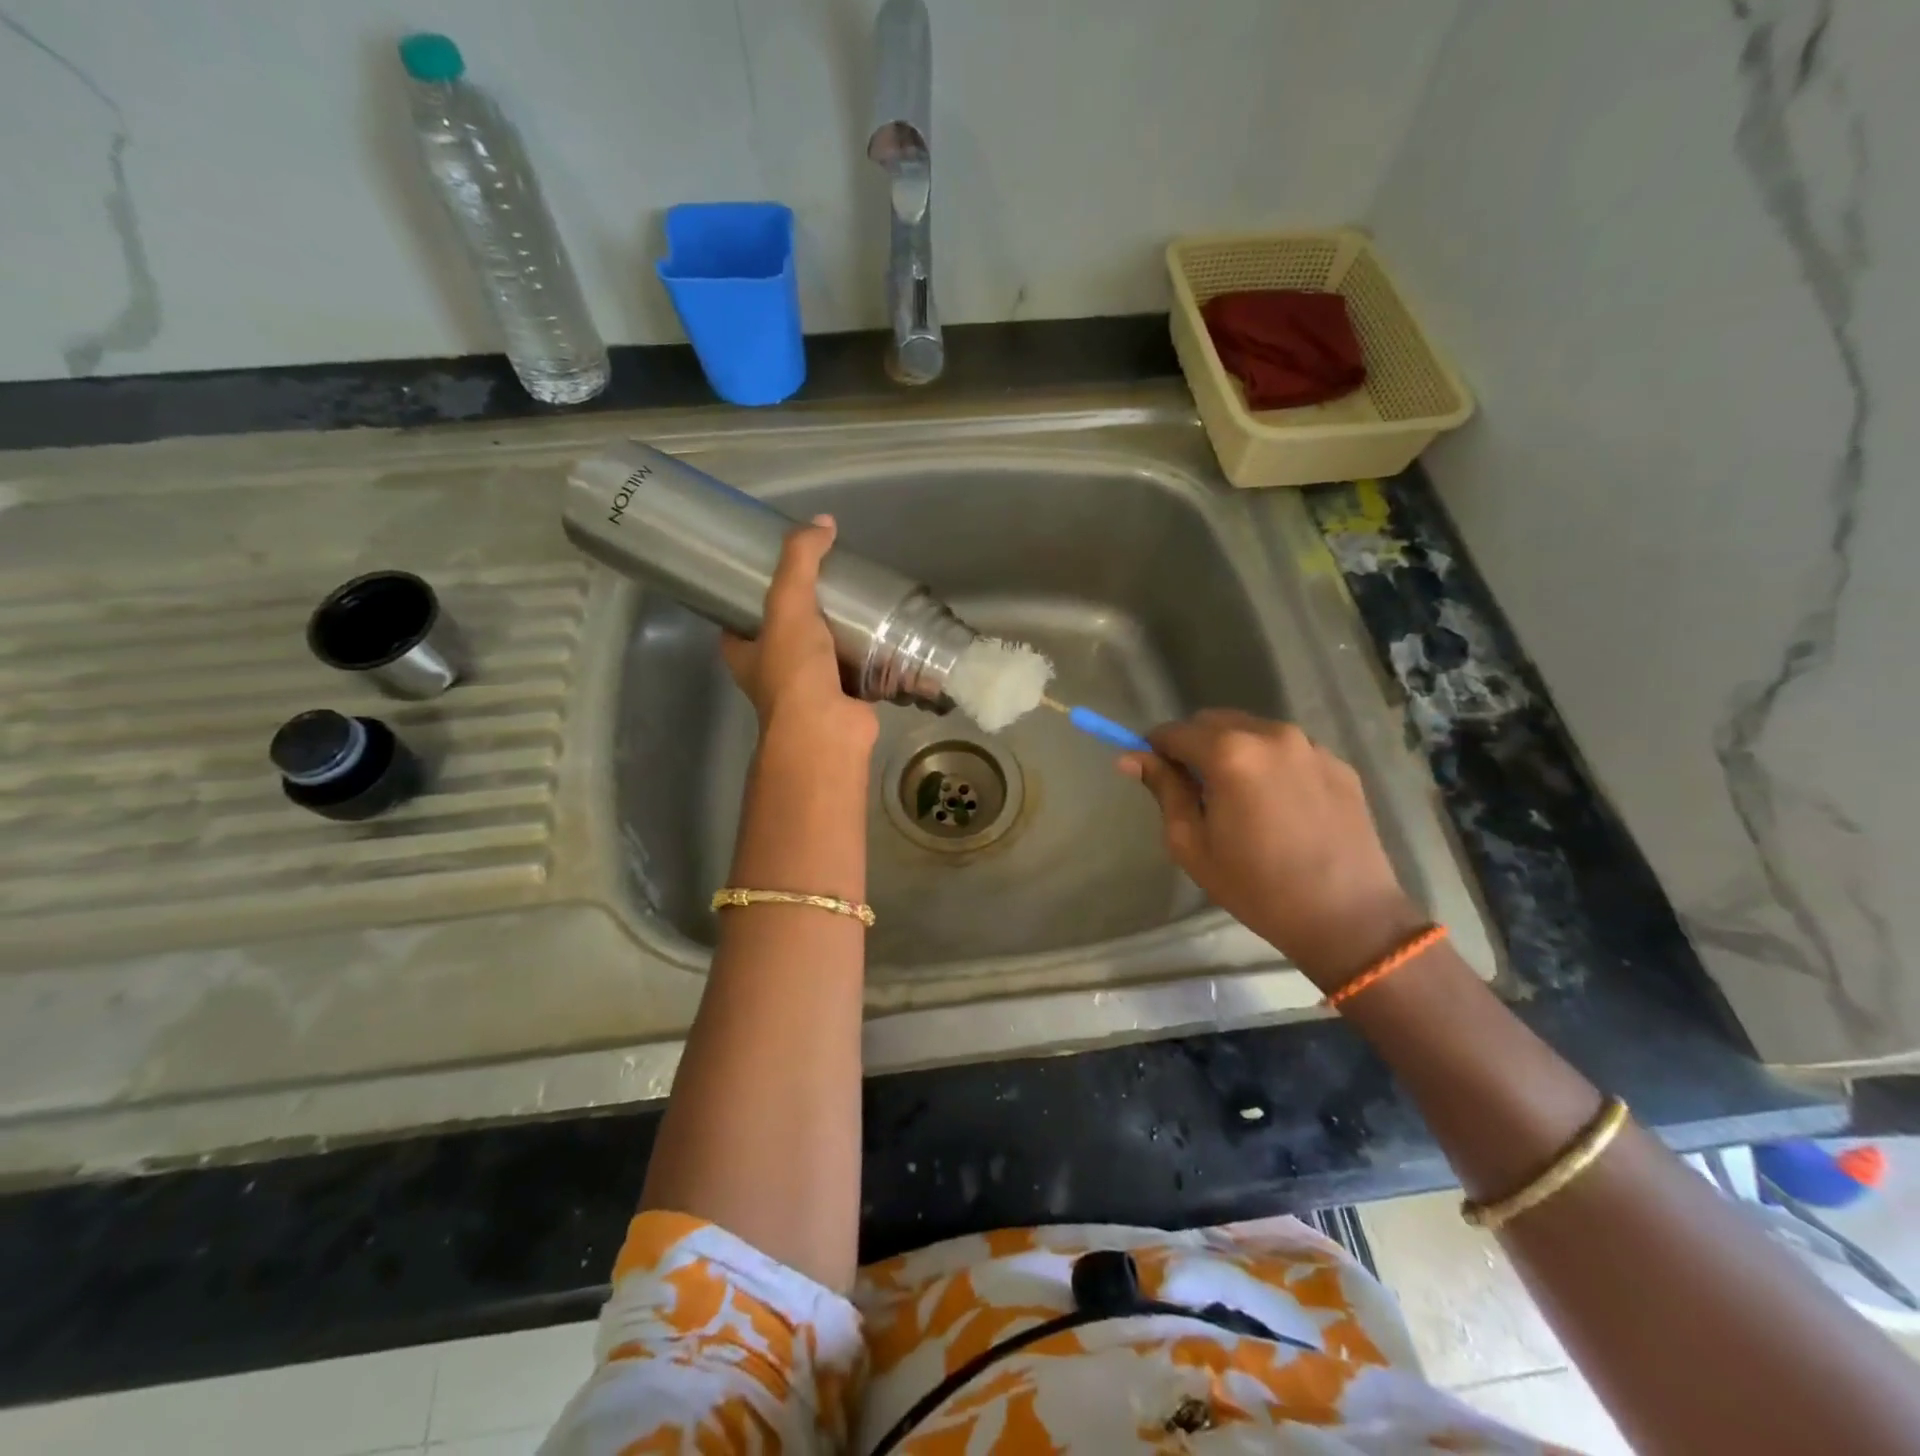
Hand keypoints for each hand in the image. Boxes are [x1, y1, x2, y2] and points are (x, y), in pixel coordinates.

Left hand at [721, 516, 877, 757]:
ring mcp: (808, 689)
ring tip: (860, 600)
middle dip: (806, 611)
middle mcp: (772, 673)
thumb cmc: (794, 670)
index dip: (754, 595)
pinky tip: (884, 632)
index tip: (777, 571)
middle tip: (829, 580)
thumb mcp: (788, 604)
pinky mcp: (843, 699)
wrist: (826, 729)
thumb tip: (823, 523)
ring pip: (823, 651)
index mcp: (744, 654)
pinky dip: (868, 654)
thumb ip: (801, 561)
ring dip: (840, 632)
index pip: (741, 618)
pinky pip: (856, 669)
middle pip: (786, 632)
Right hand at [1119, 710, 1426, 990]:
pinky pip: (1288, 750)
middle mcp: (1272, 734)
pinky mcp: (1338, 763)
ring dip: (1233, 751)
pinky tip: (1277, 805)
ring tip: (1238, 798)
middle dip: (1194, 745)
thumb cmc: (1256, 886)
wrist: (1347, 917)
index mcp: (1230, 753)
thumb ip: (1164, 790)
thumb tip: (1130, 757)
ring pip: (1253, 731)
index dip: (1156, 748)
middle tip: (1193, 789)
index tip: (1151, 772)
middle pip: (1214, 721)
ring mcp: (1310, 746)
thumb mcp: (1192, 843)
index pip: (1175, 731)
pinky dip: (1270, 763)